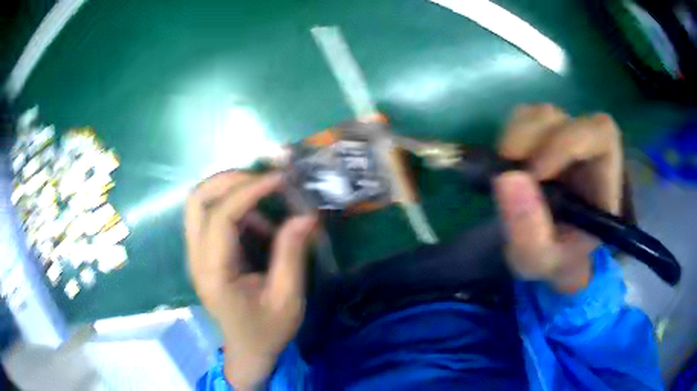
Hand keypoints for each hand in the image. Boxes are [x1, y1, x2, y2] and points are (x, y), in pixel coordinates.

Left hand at [185, 171, 316, 388]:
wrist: (248, 351)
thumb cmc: (267, 331)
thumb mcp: (287, 298)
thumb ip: (292, 254)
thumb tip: (305, 215)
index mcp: (214, 273)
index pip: (220, 217)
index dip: (249, 191)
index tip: (280, 180)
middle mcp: (196, 258)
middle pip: (197, 200)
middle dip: (230, 180)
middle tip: (265, 180)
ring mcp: (196, 255)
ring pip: (200, 204)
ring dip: (232, 192)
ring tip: (268, 202)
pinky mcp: (203, 254)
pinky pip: (212, 217)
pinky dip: (236, 209)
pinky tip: (260, 226)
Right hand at [494, 104, 622, 292]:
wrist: (549, 254)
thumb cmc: (555, 259)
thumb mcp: (540, 261)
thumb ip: (529, 231)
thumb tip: (506, 177)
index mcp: (604, 178)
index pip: (601, 134)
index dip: (569, 142)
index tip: (536, 173)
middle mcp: (586, 150)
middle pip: (564, 118)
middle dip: (533, 140)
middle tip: (510, 172)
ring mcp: (563, 139)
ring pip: (540, 114)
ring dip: (517, 137)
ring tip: (507, 171)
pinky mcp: (542, 136)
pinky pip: (523, 118)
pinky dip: (509, 135)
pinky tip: (506, 163)